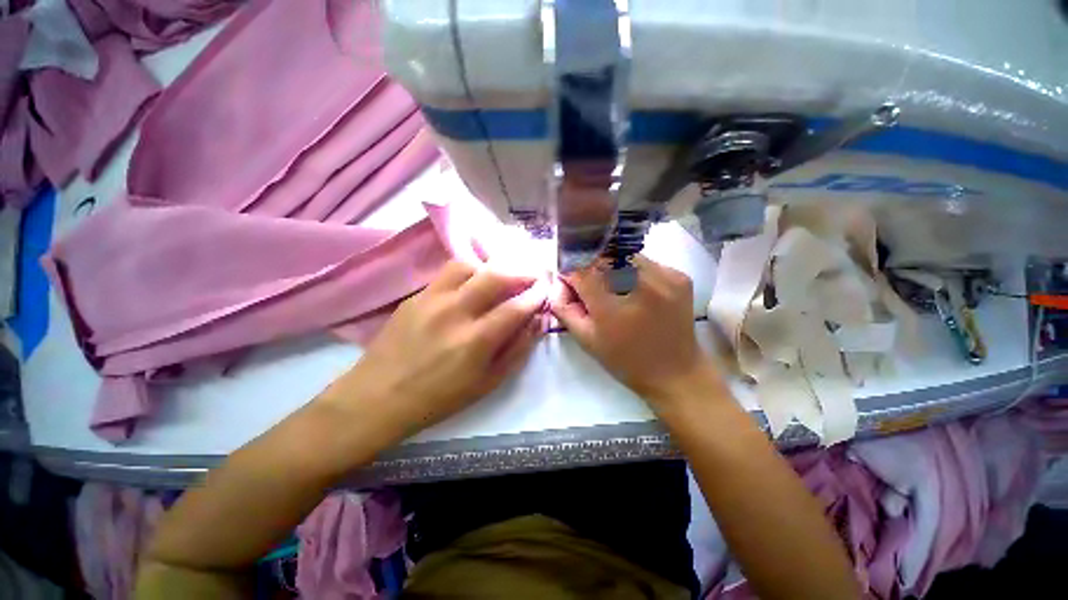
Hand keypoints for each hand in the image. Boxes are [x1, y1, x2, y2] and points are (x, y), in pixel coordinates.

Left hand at [326, 261, 547, 441]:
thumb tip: (536, 322)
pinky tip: (470, 285)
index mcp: (475, 341)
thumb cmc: (438, 398)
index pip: (515, 307)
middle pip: (494, 276)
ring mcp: (431, 299)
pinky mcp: (415, 296)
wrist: (377, 397)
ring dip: (490, 268)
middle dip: (519, 272)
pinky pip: (447, 274)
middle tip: (530, 275)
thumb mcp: (486, 383)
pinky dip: (467, 274)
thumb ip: (515, 350)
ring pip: (468, 266)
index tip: (544, 289)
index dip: (535, 296)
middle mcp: (455, 312)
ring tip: (498, 278)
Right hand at [551, 255, 720, 406]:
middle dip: (590, 269)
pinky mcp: (679, 275)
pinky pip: (645, 262)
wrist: (675, 372)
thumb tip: (557, 281)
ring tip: (615, 290)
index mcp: (611, 305)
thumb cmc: (625, 360)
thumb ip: (564, 307)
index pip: (580, 269)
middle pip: (602, 257)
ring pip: (624, 255)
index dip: (570, 273)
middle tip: (592, 288)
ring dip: (612, 267)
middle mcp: (639, 284)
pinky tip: (636, 292)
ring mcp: (663, 277)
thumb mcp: (586, 339)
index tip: (570, 282)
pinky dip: (634, 271)